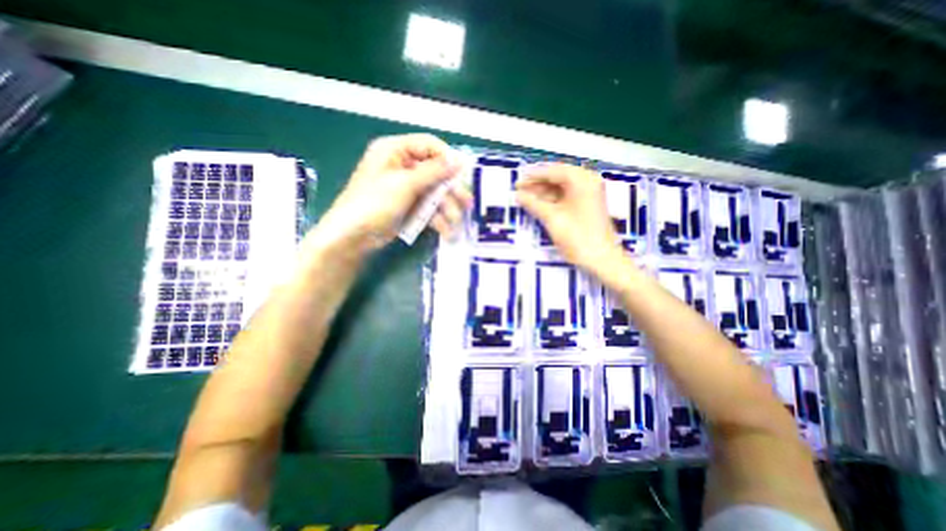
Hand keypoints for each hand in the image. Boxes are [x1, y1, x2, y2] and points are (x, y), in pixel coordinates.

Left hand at [312, 136, 472, 252]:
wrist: (353, 237)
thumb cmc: (374, 203)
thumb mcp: (405, 184)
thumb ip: (433, 172)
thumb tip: (459, 160)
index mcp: (395, 150)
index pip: (429, 146)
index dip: (447, 158)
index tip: (462, 174)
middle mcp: (402, 166)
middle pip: (435, 172)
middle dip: (451, 190)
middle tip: (467, 203)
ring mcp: (406, 188)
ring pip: (434, 193)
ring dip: (447, 209)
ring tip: (455, 223)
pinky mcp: (409, 206)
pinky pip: (428, 208)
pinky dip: (438, 219)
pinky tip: (446, 231)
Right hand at [514, 165, 625, 276]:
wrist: (602, 259)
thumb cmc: (577, 237)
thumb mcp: (552, 218)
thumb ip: (533, 203)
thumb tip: (517, 194)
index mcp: (582, 180)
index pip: (553, 171)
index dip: (533, 176)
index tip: (517, 182)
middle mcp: (587, 181)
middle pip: (557, 177)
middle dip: (537, 184)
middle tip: (519, 190)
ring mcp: (589, 193)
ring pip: (561, 187)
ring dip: (543, 192)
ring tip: (525, 198)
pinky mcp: (587, 204)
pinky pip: (566, 195)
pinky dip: (552, 199)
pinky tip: (538, 204)